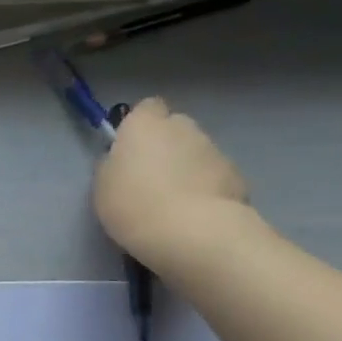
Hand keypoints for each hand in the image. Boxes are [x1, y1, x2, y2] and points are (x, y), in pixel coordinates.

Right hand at [95, 98, 251, 269]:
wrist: (191, 233)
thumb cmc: (133, 203)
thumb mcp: (103, 184)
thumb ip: (115, 164)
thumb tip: (126, 161)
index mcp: (145, 124)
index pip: (147, 108)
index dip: (140, 125)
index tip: (131, 149)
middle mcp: (183, 127)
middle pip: (176, 128)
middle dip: (167, 146)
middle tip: (152, 178)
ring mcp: (215, 150)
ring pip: (198, 153)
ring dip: (188, 169)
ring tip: (175, 203)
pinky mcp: (238, 177)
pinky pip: (216, 177)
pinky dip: (208, 189)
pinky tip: (196, 215)